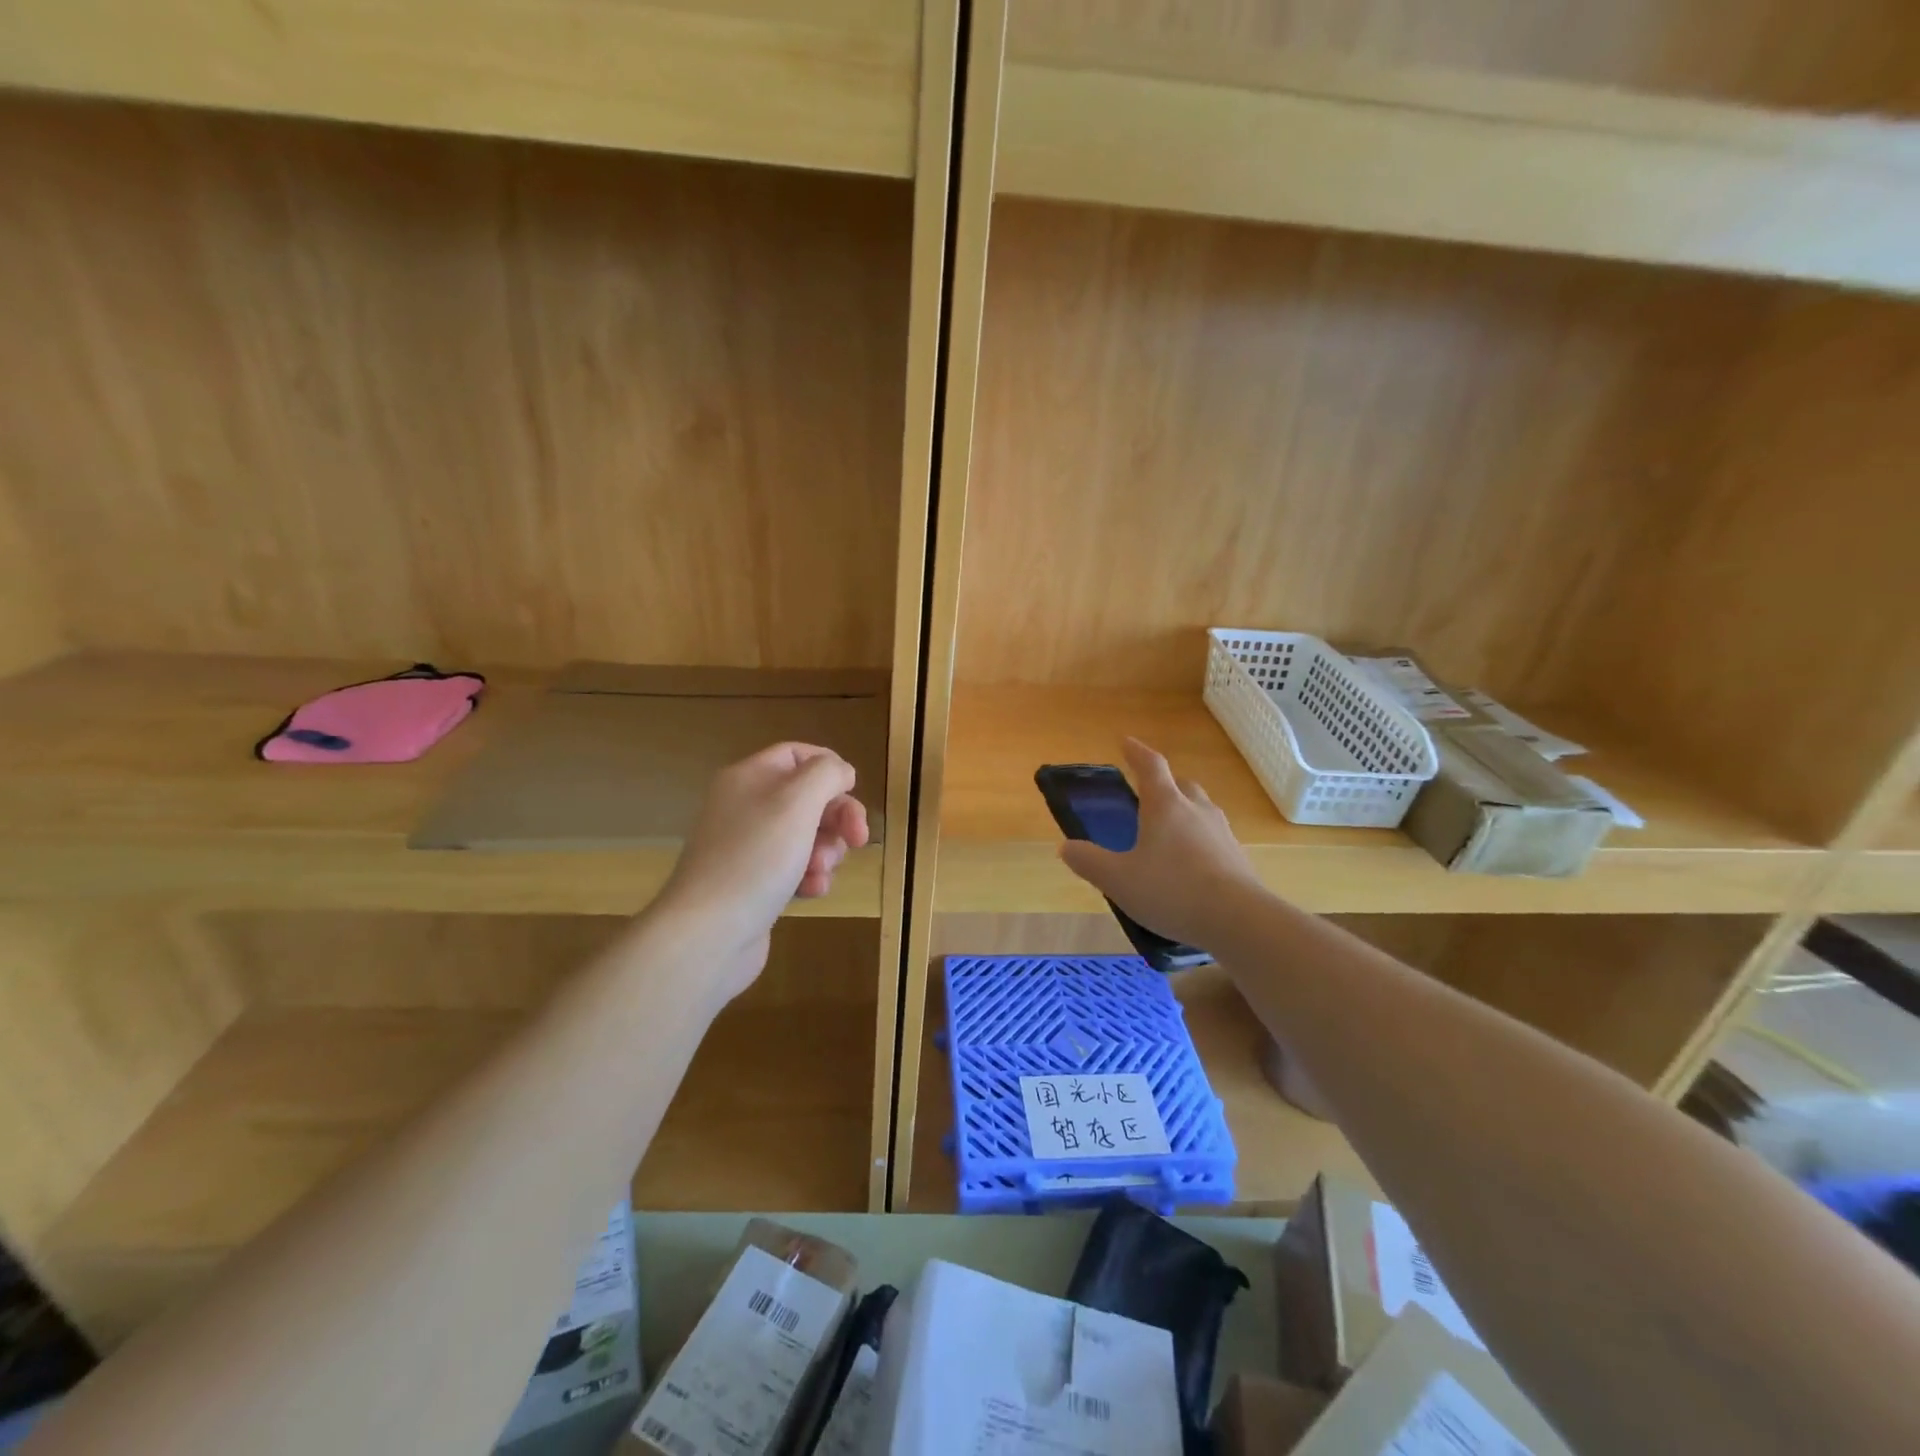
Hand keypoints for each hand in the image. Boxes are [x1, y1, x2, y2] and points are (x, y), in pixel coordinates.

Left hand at [651, 742, 869, 999]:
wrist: (708, 933)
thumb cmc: (756, 857)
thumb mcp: (797, 802)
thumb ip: (826, 774)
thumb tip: (840, 771)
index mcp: (750, 778)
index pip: (796, 754)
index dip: (829, 767)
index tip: (853, 790)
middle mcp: (746, 806)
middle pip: (808, 797)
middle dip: (838, 817)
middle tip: (858, 840)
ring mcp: (748, 847)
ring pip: (807, 835)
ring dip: (826, 851)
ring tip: (820, 871)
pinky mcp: (754, 883)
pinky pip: (795, 867)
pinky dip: (810, 876)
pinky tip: (812, 891)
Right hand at [1058, 738, 1260, 949]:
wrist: (1239, 920)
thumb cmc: (1172, 890)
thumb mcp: (1118, 880)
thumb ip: (1089, 862)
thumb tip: (1067, 847)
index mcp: (1165, 805)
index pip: (1151, 766)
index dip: (1136, 751)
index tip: (1126, 742)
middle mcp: (1196, 810)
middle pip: (1181, 785)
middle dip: (1164, 785)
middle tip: (1147, 794)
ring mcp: (1222, 833)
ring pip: (1201, 811)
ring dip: (1184, 813)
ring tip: (1168, 833)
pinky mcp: (1238, 858)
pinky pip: (1213, 839)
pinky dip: (1199, 842)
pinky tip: (1190, 866)